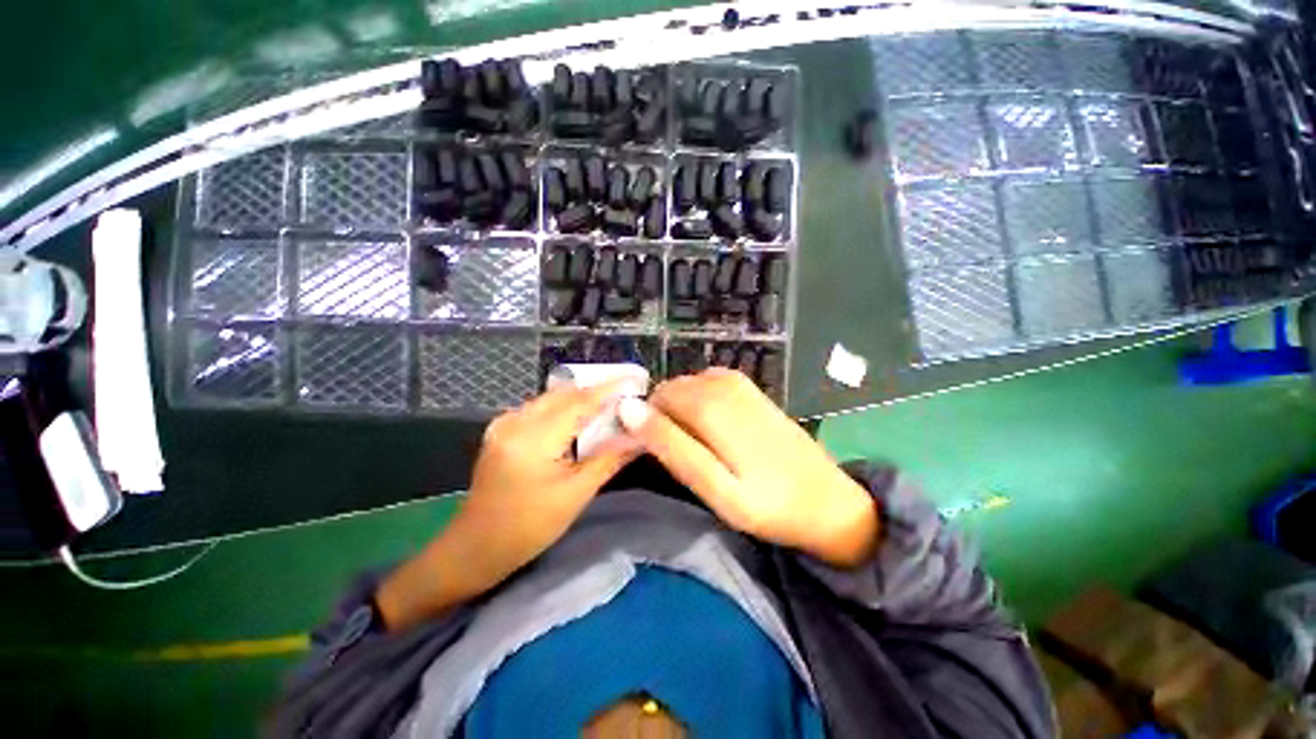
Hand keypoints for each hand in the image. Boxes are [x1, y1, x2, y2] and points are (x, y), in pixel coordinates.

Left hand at [377, 381, 639, 629]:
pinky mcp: (502, 429)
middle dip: (597, 391)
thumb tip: (640, 437)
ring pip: (552, 398)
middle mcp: (516, 421)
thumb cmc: (528, 528)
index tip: (635, 379)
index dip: (609, 389)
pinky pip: (540, 407)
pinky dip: (564, 407)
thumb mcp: (576, 495)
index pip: (579, 402)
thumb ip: (609, 459)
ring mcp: (505, 423)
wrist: (474, 548)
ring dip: (581, 398)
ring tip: (609, 404)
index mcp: (533, 439)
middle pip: (565, 395)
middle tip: (626, 394)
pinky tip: (580, 417)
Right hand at [618, 369, 877, 566]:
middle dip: (665, 419)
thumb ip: (671, 445)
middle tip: (681, 458)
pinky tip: (713, 433)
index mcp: (711, 404)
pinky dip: (700, 407)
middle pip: (671, 391)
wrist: (831, 502)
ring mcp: (739, 382)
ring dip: (682, 414)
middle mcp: (722, 382)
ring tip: (698, 450)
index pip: (654, 399)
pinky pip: (707, 386)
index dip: (647, 425)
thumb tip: (629, 410)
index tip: (656, 456)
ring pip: (687, 388)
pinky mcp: (749, 389)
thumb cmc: (770, 505)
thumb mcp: (714, 487)